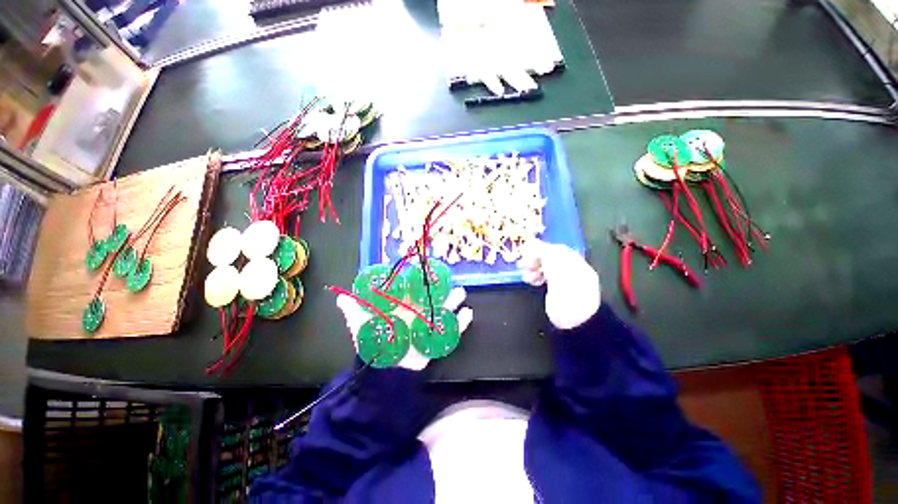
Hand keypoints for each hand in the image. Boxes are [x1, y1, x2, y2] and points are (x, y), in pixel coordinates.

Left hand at [336, 287, 473, 370]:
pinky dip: (460, 323)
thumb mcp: (361, 325)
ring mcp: (427, 326)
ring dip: (452, 302)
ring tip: (461, 292)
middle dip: (440, 289)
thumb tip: (340, 296)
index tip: (428, 269)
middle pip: (431, 298)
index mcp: (402, 307)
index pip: (413, 290)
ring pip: (443, 311)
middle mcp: (416, 314)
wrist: (383, 371)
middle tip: (448, 278)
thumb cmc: (373, 343)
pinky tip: (468, 313)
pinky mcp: (434, 340)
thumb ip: (353, 310)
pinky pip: (450, 331)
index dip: (420, 280)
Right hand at [518, 240, 600, 329]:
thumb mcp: (556, 270)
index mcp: (575, 264)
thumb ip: (545, 254)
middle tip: (522, 265)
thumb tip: (532, 242)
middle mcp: (572, 272)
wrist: (576, 326)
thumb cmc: (567, 296)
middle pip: (551, 259)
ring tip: (526, 276)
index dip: (540, 249)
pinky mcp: (558, 295)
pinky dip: (537, 278)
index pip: (556, 250)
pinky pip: (546, 279)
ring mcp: (566, 284)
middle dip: (535, 260)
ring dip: (534, 269)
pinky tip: (531, 282)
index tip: (525, 253)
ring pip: (546, 269)